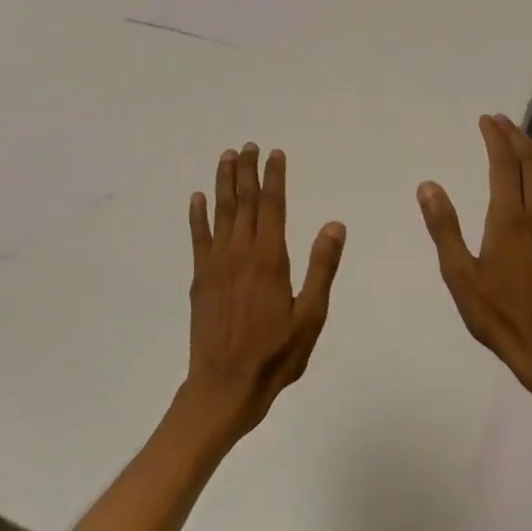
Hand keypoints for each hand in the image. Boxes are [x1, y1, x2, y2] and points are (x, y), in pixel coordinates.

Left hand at [183, 143, 345, 443]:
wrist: (225, 386)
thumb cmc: (276, 355)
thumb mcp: (311, 316)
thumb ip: (322, 268)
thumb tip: (334, 225)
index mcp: (270, 259)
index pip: (273, 206)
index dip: (274, 177)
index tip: (274, 153)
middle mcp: (240, 253)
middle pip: (245, 202)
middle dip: (247, 171)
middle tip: (247, 145)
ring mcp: (216, 264)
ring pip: (221, 213)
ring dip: (223, 183)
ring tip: (226, 158)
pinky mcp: (200, 279)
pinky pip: (198, 238)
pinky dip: (198, 216)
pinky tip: (197, 199)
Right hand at [418, 115, 531, 400]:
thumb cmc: (497, 314)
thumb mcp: (459, 274)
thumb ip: (444, 227)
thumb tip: (428, 186)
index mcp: (509, 220)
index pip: (504, 166)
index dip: (496, 140)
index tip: (486, 120)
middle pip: (530, 166)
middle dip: (515, 138)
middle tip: (501, 120)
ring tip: (521, 139)